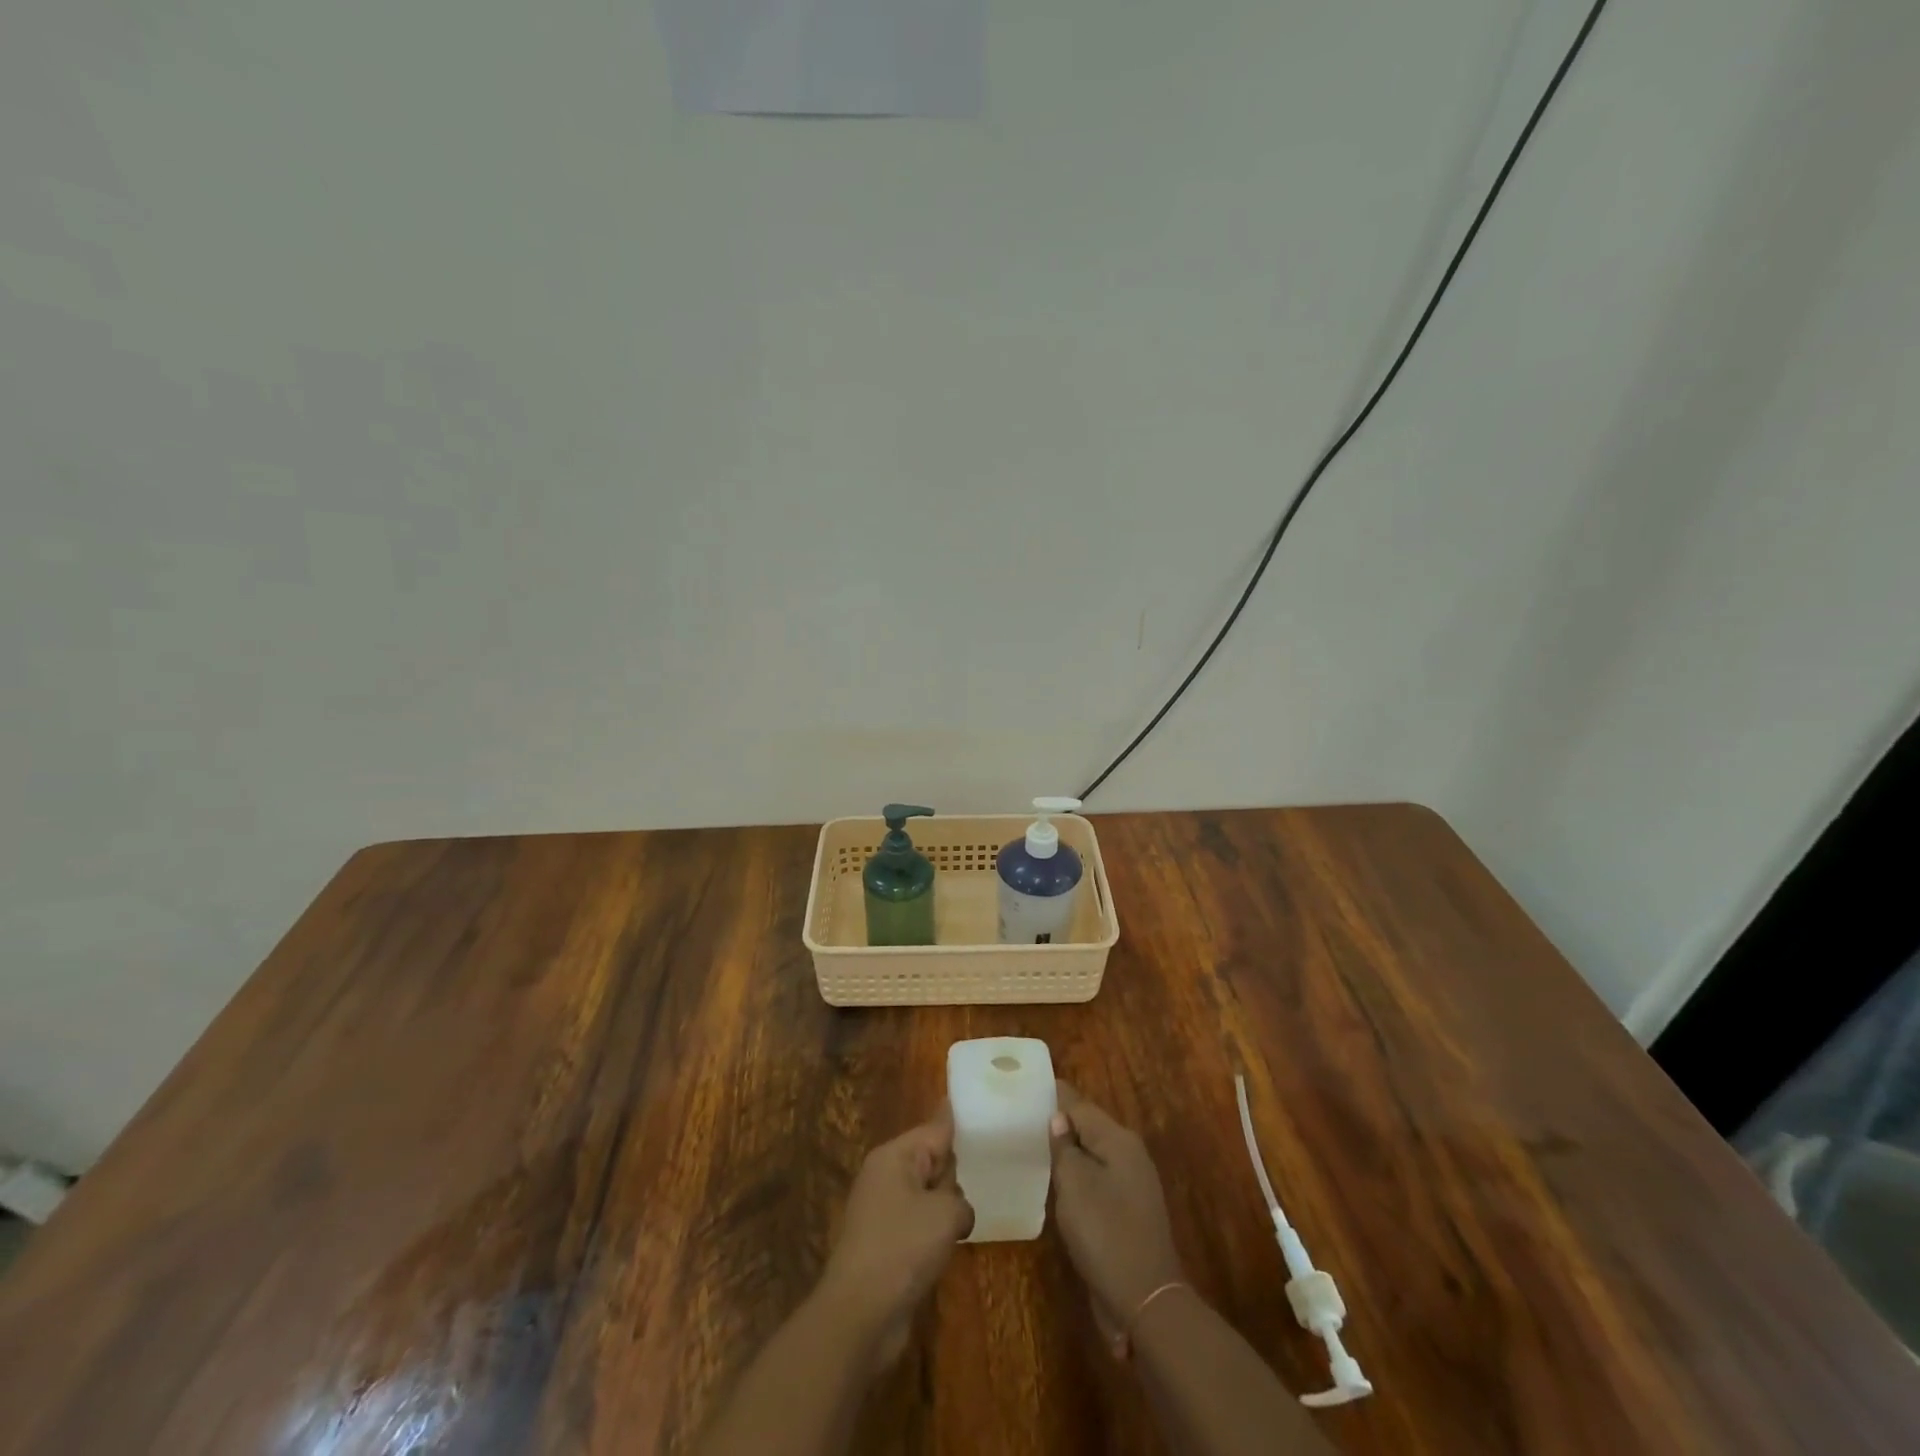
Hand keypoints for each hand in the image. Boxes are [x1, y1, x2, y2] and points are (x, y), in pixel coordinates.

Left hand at [817, 1107, 974, 1369]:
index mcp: (894, 1157)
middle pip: (930, 1160)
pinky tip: (952, 1245)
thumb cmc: (903, 1248)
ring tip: (973, 1212)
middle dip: (955, 1171)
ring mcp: (882, 1211)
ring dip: (946, 1207)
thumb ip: (959, 1200)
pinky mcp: (884, 1244)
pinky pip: (918, 1224)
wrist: (860, 1314)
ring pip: (926, 1195)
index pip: (934, 1129)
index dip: (956, 1120)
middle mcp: (885, 1176)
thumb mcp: (944, 1214)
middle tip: (990, 1172)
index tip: (976, 1104)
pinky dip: (934, 1232)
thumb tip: (957, 1211)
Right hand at [1049, 1082, 1185, 1356]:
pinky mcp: (1129, 1210)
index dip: (1054, 1094)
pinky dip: (1078, 1173)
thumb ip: (1064, 1147)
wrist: (1145, 1300)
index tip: (1027, 1084)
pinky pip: (1098, 1177)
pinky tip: (1058, 1181)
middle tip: (1024, 1115)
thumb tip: (1059, 1118)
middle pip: (1089, 1126)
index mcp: (1118, 1140)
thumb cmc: (1105, 1233)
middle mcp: (1130, 1153)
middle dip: (1060, 1120)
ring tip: (1034, 1143)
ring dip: (1068, 1148)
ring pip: (1094, 1153)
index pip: (1080, 1104)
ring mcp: (1133, 1183)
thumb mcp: (1075, 1185)